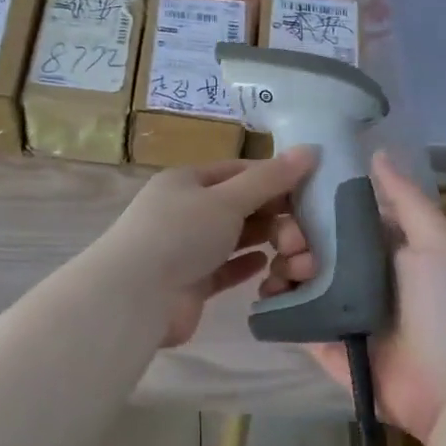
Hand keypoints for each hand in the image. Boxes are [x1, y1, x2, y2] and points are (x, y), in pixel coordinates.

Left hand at [102, 147, 318, 347]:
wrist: (136, 296)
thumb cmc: (181, 234)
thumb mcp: (228, 199)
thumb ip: (270, 179)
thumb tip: (310, 149)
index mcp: (186, 181)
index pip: (237, 170)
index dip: (273, 176)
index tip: (310, 188)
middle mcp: (184, 210)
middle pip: (237, 205)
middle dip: (272, 213)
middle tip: (305, 229)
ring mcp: (185, 248)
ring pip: (233, 238)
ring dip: (264, 240)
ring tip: (296, 248)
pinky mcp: (190, 282)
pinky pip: (225, 268)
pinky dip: (245, 265)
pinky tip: (269, 264)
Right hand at [260, 151, 445, 438]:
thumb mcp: (435, 243)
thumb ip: (406, 200)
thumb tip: (377, 152)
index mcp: (384, 251)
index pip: (338, 219)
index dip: (313, 207)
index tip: (291, 202)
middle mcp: (359, 278)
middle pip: (312, 249)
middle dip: (292, 240)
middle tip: (287, 246)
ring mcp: (340, 314)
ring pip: (297, 282)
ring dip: (281, 270)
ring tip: (279, 274)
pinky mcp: (324, 346)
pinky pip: (292, 322)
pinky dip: (275, 308)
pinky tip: (264, 297)